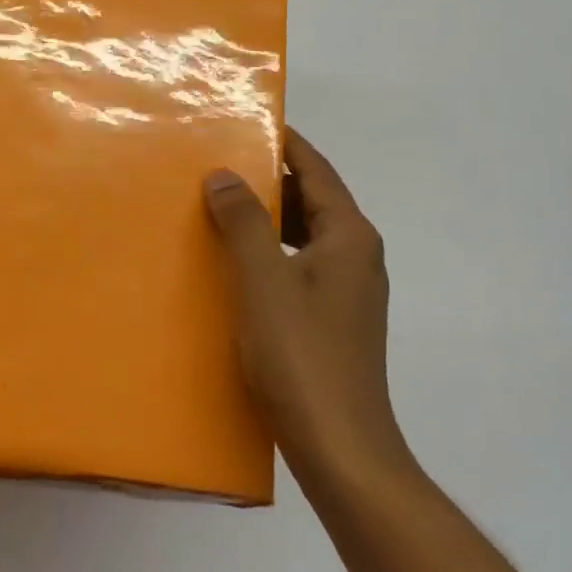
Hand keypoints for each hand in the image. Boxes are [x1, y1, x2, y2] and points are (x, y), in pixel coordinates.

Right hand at [203, 129, 415, 489]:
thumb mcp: (264, 281)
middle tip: (215, 166)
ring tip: (215, 209)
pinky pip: (297, 267)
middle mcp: (356, 256)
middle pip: (312, 199)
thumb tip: (224, 174)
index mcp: (350, 236)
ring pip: (303, 236)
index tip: (243, 121)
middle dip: (267, 180)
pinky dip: (268, 254)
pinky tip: (232, 266)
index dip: (283, 143)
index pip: (316, 169)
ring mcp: (347, 291)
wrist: (342, 449)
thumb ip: (244, 222)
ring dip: (265, 219)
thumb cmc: (302, 357)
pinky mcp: (332, 320)